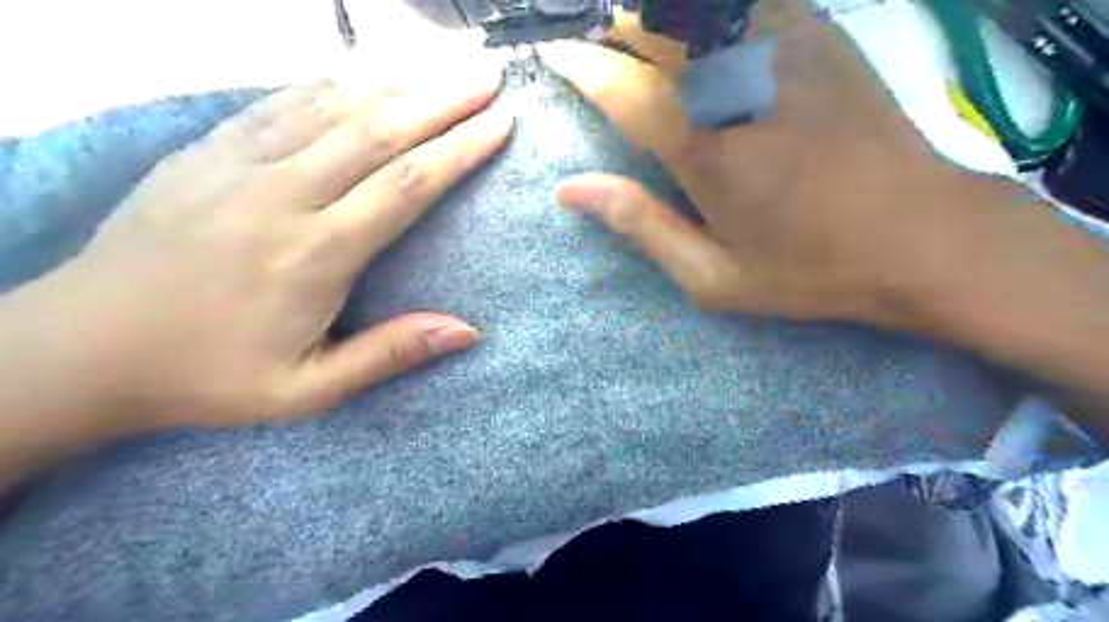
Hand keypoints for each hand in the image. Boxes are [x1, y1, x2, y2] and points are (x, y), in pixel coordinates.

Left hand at [0, 53, 509, 433]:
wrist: (84, 349)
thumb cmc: (210, 375)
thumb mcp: (309, 390)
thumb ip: (390, 354)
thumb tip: (468, 331)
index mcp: (316, 254)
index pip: (407, 184)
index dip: (460, 150)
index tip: (500, 124)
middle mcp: (284, 195)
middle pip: (380, 131)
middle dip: (444, 99)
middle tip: (490, 76)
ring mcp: (240, 164)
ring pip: (335, 106)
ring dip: (399, 79)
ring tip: (445, 64)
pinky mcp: (208, 151)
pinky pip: (282, 102)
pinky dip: (333, 82)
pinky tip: (366, 70)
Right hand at [544, 1, 1007, 327]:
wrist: (920, 235)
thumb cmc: (807, 268)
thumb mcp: (711, 275)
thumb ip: (637, 223)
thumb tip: (568, 190)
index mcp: (701, 145)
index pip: (618, 82)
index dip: (577, 64)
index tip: (553, 54)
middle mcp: (734, 81)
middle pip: (653, 25)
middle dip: (614, 32)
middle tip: (601, 56)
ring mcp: (782, 46)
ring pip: (695, 5)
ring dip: (658, 19)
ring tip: (646, 48)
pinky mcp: (819, 33)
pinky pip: (744, 2)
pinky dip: (709, 15)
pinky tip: (707, 44)